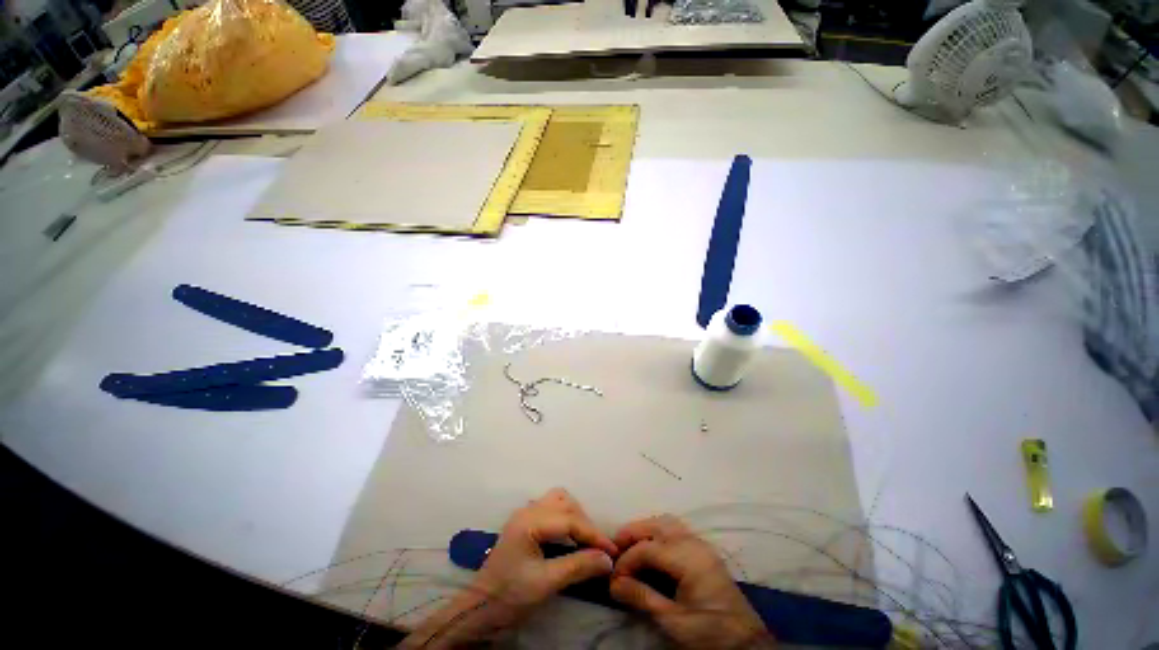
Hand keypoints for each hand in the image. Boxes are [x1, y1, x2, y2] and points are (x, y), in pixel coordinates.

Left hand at [402, 488, 616, 647]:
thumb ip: (578, 567)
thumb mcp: (546, 584)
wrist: (479, 609)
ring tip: (586, 538)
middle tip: (598, 546)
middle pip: (564, 502)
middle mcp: (527, 511)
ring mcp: (524, 515)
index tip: (612, 551)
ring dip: (575, 515)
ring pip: (558, 501)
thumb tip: (607, 559)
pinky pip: (551, 509)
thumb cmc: (509, 596)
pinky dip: (566, 517)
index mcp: (529, 521)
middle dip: (585, 521)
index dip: (593, 534)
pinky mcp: (524, 523)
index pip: (569, 519)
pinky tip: (570, 535)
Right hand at [610, 515, 773, 648]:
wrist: (746, 643)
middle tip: (616, 547)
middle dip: (634, 532)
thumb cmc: (710, 633)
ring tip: (631, 545)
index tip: (613, 576)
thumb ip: (643, 597)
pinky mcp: (704, 551)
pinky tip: (651, 548)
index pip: (648, 548)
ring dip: (646, 529)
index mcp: (689, 559)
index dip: (627, 559)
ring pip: (667, 522)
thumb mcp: (674, 621)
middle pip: (657, 524)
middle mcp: (695, 543)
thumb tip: (613, 584)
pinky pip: (677, 530)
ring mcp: (702, 545)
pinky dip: (659, 533)